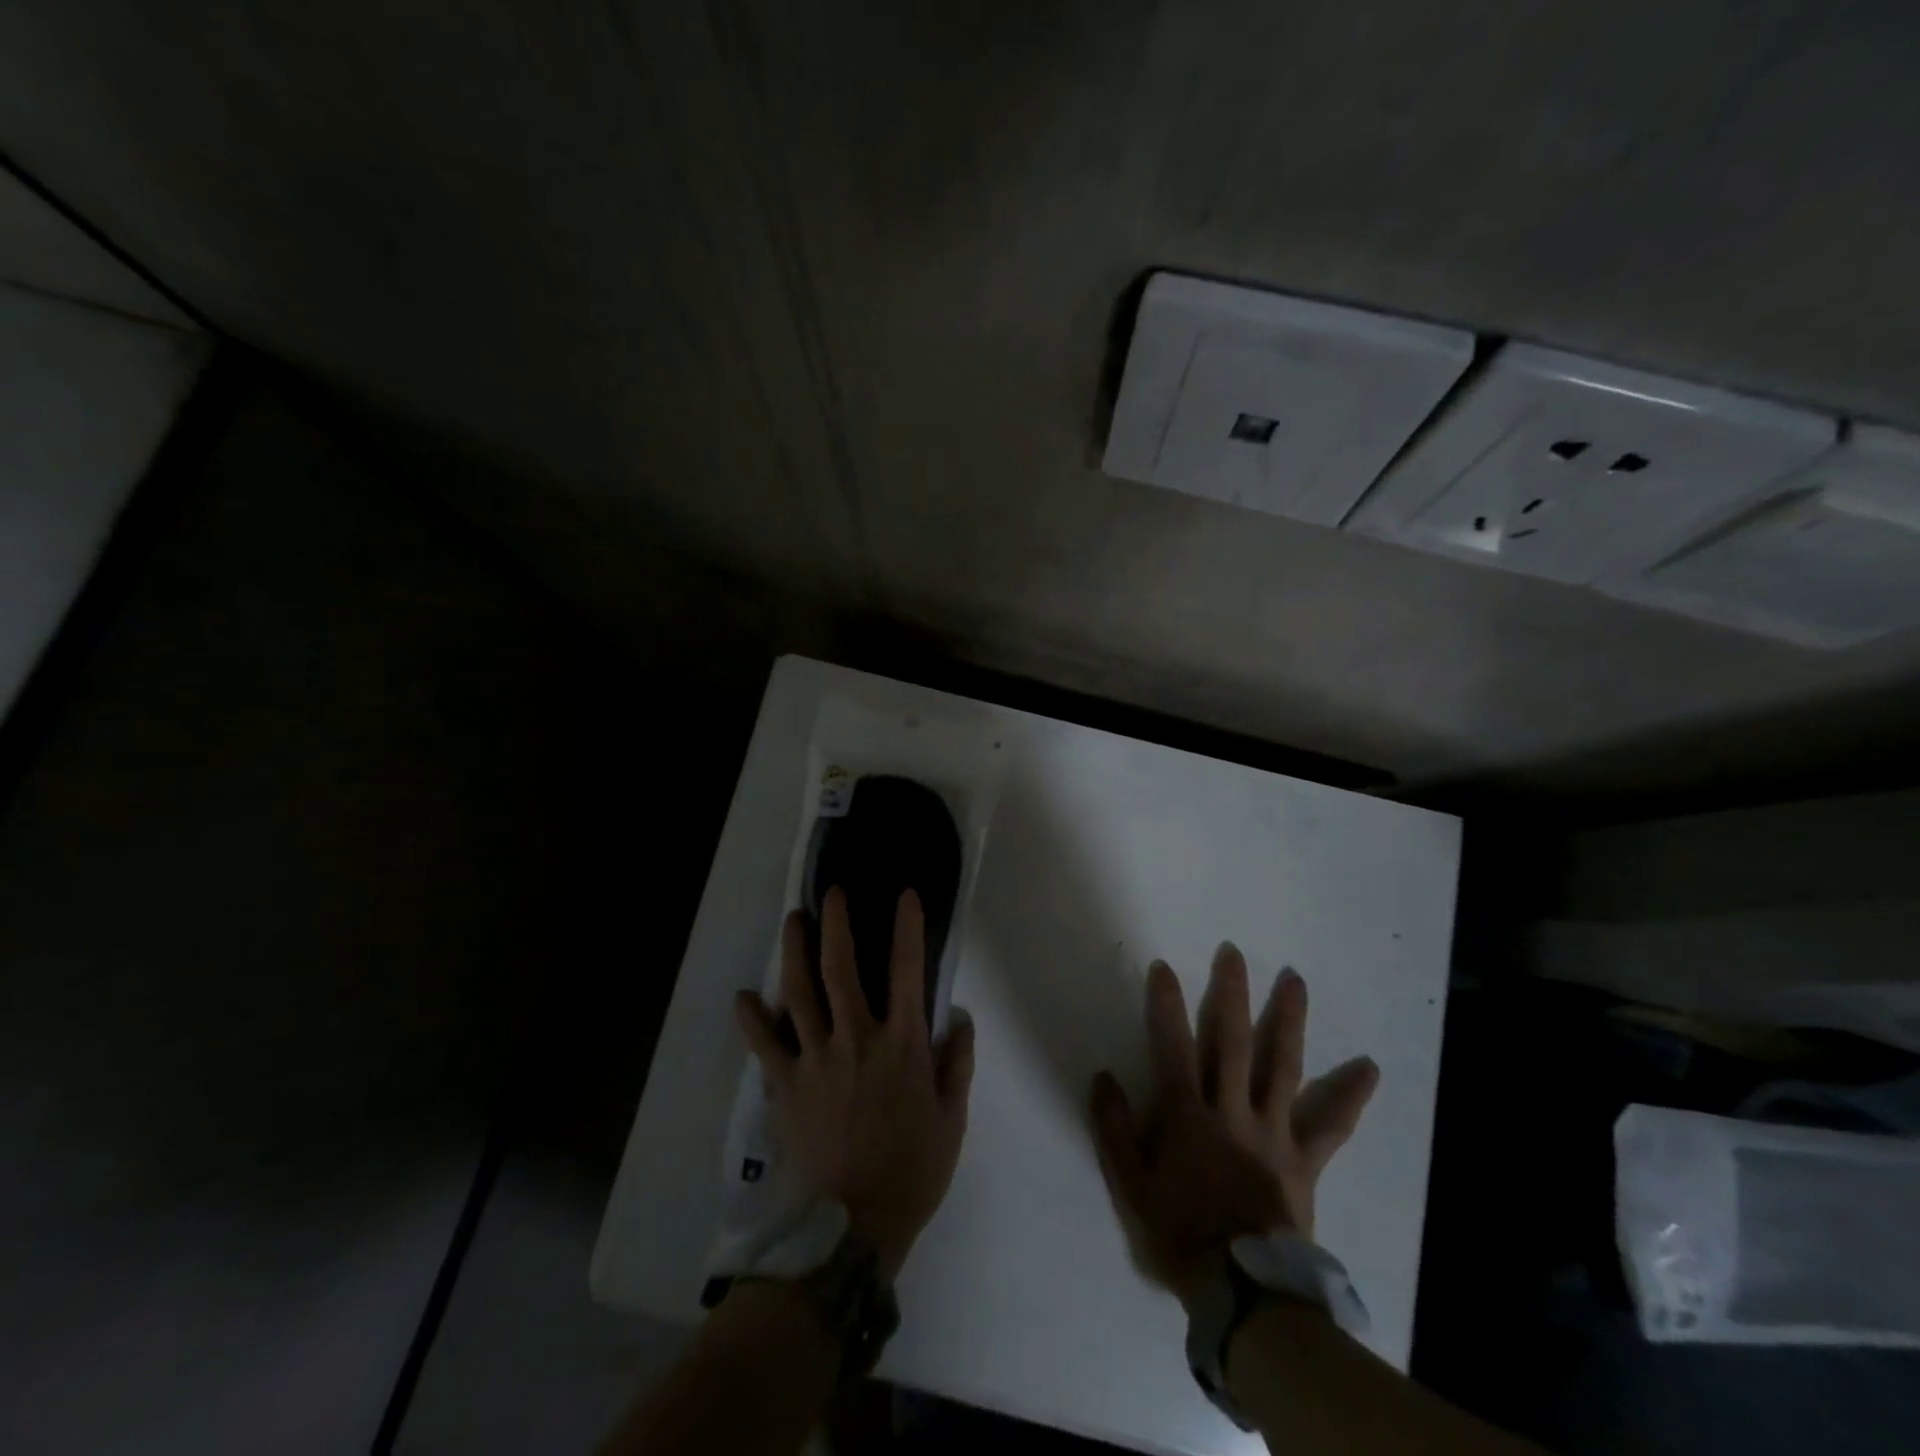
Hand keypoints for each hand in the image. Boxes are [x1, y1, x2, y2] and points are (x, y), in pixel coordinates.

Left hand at [735, 887, 975, 1278]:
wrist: (854, 1227)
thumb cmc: (911, 1169)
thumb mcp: (952, 1119)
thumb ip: (957, 1063)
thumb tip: (958, 1017)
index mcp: (901, 1045)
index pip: (907, 972)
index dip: (907, 929)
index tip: (904, 895)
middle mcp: (855, 1039)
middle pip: (841, 969)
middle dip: (836, 924)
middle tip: (831, 893)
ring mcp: (815, 1060)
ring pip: (799, 992)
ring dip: (794, 952)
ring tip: (792, 921)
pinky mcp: (785, 1086)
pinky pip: (764, 1045)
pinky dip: (752, 1019)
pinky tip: (743, 998)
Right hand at [1091, 944, 1377, 1307]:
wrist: (1242, 1293)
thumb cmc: (1179, 1233)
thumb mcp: (1130, 1185)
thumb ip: (1114, 1129)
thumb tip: (1102, 1076)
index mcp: (1188, 1115)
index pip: (1173, 1047)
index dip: (1165, 1005)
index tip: (1162, 967)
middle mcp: (1232, 1111)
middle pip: (1232, 1042)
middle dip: (1231, 993)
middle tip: (1233, 952)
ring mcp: (1273, 1131)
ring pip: (1282, 1065)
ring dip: (1288, 1019)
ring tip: (1295, 979)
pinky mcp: (1304, 1158)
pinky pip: (1330, 1124)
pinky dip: (1349, 1095)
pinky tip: (1370, 1067)